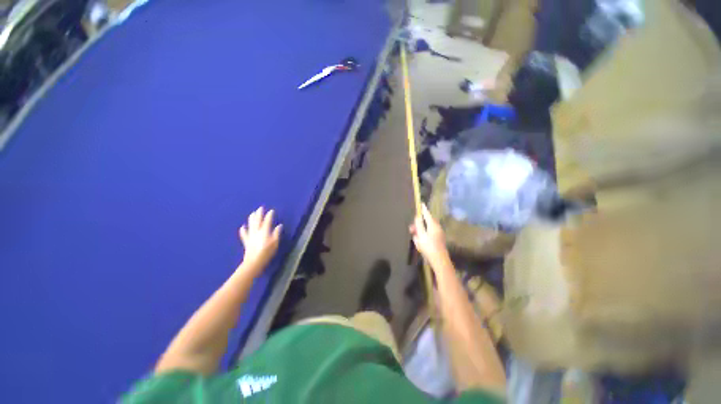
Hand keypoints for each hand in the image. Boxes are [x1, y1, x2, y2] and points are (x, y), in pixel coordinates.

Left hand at [239, 207, 281, 275]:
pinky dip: (243, 230)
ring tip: (252, 213)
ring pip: (251, 225)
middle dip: (259, 214)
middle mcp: (257, 232)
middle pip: (257, 221)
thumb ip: (276, 233)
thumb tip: (279, 226)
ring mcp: (251, 236)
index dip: (269, 215)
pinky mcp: (247, 242)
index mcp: (265, 232)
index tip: (271, 210)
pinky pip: (244, 234)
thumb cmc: (267, 253)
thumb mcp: (275, 243)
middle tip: (260, 208)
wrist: (254, 262)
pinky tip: (242, 227)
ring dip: (251, 219)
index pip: (267, 221)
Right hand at [409, 204, 450, 268]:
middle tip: (411, 229)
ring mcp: (438, 234)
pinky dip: (423, 235)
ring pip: (427, 228)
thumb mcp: (421, 235)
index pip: (427, 214)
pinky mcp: (438, 239)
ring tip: (414, 237)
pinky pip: (429, 233)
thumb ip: (419, 225)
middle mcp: (437, 228)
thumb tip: (417, 217)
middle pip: (426, 222)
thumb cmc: (429, 247)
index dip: (423, 209)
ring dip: (420, 230)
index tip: (421, 203)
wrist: (439, 260)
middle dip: (418, 223)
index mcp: (433, 225)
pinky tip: (419, 241)